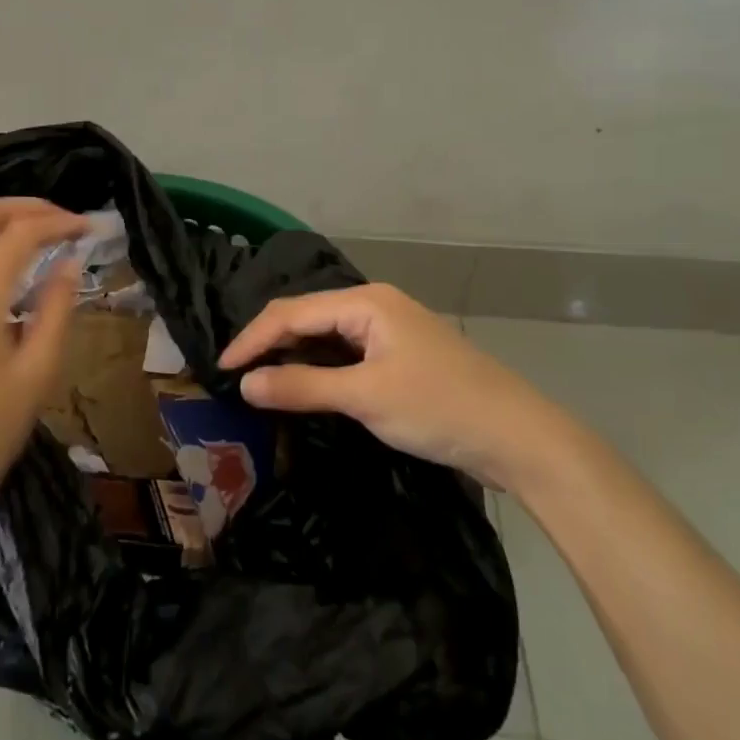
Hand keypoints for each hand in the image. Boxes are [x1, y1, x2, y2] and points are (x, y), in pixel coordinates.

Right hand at [219, 284, 570, 493]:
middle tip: (236, 375)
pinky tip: (305, 384)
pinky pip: (346, 352)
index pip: (292, 313)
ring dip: (294, 355)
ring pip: (327, 335)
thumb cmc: (439, 408)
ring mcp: (391, 330)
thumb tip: (246, 384)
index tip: (220, 369)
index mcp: (366, 302)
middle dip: (269, 343)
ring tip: (260, 380)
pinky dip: (320, 367)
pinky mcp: (401, 355)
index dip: (252, 340)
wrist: (519, 436)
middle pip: (307, 317)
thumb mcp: (365, 398)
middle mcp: (375, 305)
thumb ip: (302, 387)